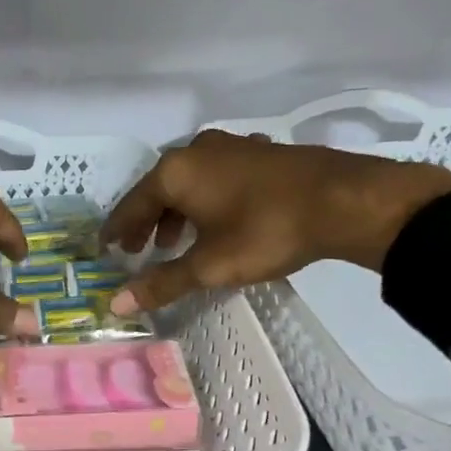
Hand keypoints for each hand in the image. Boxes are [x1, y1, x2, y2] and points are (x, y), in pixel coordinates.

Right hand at [102, 129, 450, 314]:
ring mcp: (230, 146)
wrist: (345, 200)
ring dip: (175, 212)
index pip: (131, 205)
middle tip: (135, 250)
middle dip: (145, 222)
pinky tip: (217, 219)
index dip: (116, 231)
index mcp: (175, 172)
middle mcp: (196, 151)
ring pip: (188, 182)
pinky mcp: (258, 152)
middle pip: (157, 190)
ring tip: (174, 242)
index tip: (104, 249)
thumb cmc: (267, 231)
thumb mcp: (210, 265)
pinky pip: (215, 177)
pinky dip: (204, 199)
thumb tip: (116, 304)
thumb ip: (161, 283)